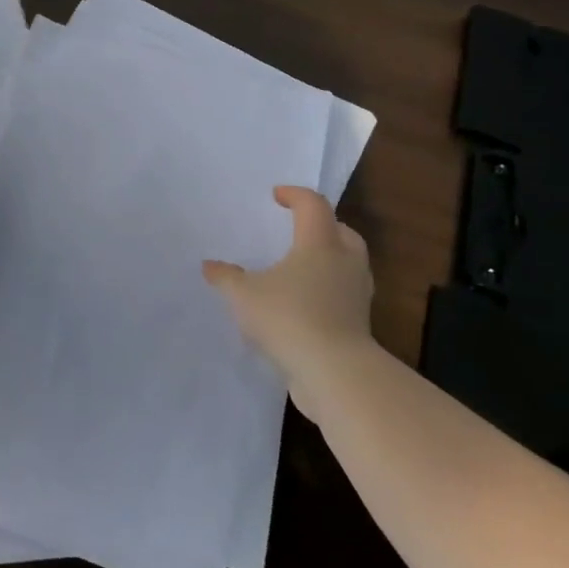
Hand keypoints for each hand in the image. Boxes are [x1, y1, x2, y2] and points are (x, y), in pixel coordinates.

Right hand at [203, 186, 376, 412]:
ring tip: (299, 267)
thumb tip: (209, 266)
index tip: (276, 195)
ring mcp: (357, 293)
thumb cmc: (288, 318)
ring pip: (347, 262)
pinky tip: (304, 302)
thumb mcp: (243, 295)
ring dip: (328, 258)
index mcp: (319, 243)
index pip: (313, 206)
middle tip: (297, 228)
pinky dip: (327, 288)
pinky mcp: (359, 321)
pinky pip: (344, 292)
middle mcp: (344, 261)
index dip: (295, 195)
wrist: (334, 372)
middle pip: (340, 230)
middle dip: (320, 225)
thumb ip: (226, 278)